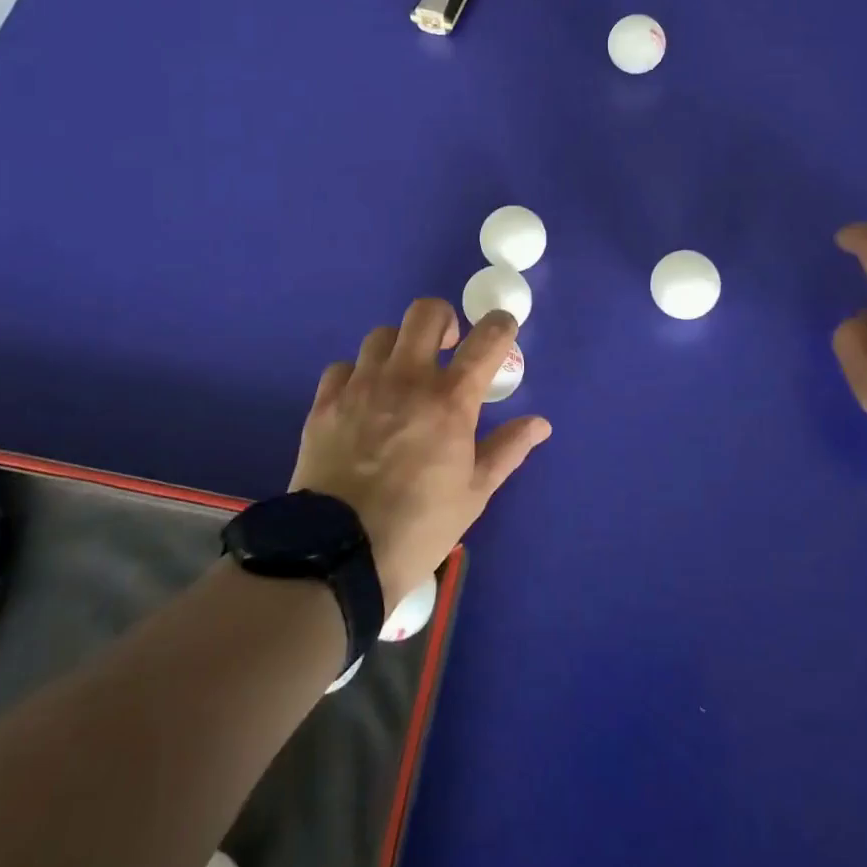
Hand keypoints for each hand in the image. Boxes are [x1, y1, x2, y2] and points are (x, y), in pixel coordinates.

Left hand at [290, 299, 550, 609]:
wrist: (339, 553)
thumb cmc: (420, 526)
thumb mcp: (474, 493)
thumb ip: (507, 449)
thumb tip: (540, 423)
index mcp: (450, 400)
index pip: (486, 340)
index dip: (501, 325)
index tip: (504, 328)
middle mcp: (406, 379)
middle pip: (426, 312)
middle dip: (444, 319)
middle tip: (448, 346)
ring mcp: (362, 386)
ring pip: (382, 335)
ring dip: (400, 347)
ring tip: (402, 375)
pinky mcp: (326, 402)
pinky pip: (344, 366)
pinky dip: (358, 374)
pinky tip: (363, 399)